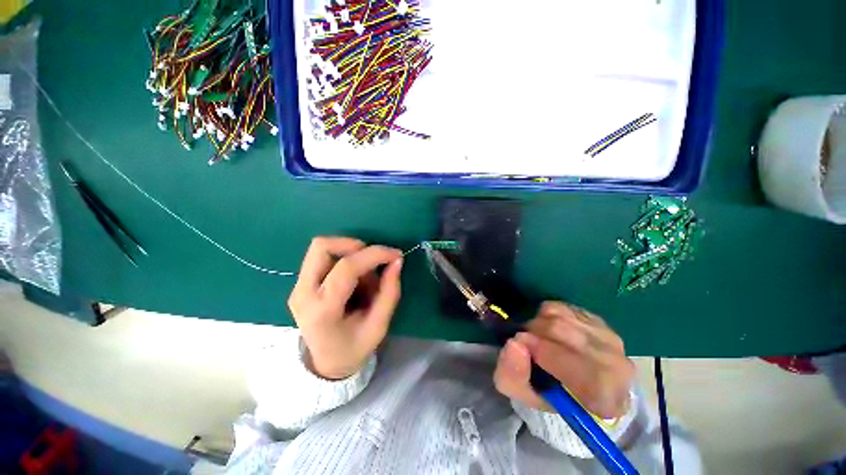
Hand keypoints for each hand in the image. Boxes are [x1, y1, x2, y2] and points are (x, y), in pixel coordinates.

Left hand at [288, 236, 402, 379]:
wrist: (325, 362)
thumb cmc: (354, 348)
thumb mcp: (379, 325)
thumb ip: (390, 292)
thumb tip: (396, 260)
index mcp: (322, 311)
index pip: (346, 269)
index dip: (374, 255)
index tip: (394, 254)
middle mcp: (303, 294)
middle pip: (322, 247)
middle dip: (354, 245)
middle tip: (373, 260)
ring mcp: (297, 287)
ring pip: (321, 248)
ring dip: (349, 251)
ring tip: (364, 273)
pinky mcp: (300, 283)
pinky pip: (322, 256)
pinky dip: (343, 258)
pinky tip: (353, 278)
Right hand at [493, 302, 633, 418]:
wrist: (573, 384)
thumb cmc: (549, 394)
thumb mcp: (523, 394)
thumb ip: (513, 374)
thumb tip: (515, 342)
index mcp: (605, 400)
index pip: (581, 370)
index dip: (544, 352)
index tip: (519, 342)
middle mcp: (618, 368)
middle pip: (564, 332)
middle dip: (534, 331)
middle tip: (524, 340)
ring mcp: (610, 339)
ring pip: (562, 316)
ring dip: (538, 322)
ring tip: (536, 336)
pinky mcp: (599, 320)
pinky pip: (563, 307)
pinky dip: (546, 314)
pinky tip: (549, 329)